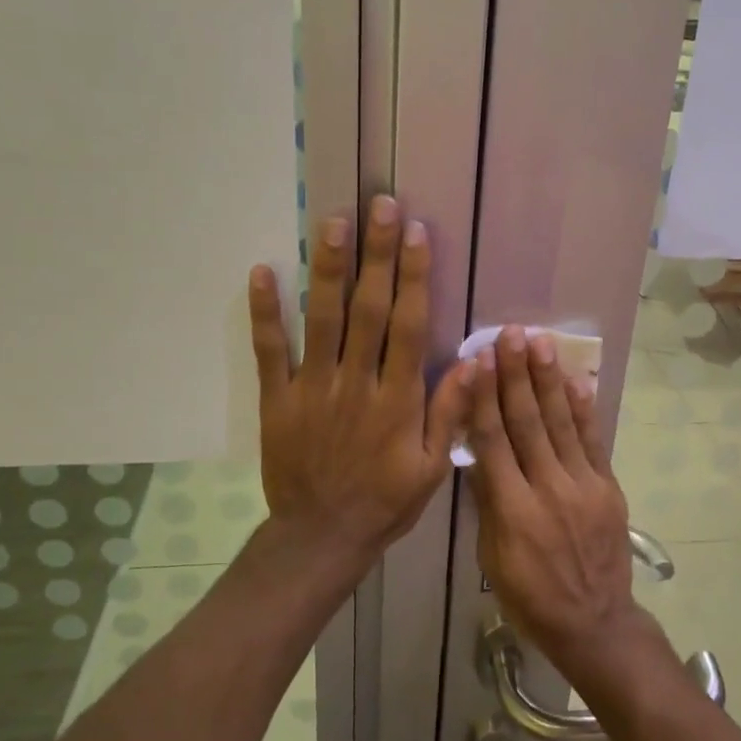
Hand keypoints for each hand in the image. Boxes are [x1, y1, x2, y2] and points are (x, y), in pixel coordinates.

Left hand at [248, 196, 472, 573]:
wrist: (321, 536)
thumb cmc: (385, 502)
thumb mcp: (432, 467)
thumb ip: (451, 411)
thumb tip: (477, 359)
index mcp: (398, 398)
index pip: (409, 325)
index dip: (414, 276)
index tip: (416, 233)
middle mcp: (356, 382)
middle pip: (368, 308)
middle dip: (376, 254)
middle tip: (379, 204)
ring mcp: (313, 387)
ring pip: (321, 319)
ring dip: (327, 268)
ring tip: (333, 221)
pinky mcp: (278, 399)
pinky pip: (270, 350)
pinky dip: (265, 312)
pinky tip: (263, 272)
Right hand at [468, 327, 654, 680]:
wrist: (595, 623)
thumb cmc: (531, 597)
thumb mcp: (492, 559)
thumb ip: (488, 504)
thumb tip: (477, 454)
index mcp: (513, 510)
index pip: (493, 441)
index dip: (484, 398)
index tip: (478, 361)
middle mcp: (548, 489)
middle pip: (528, 422)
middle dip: (516, 375)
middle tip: (509, 335)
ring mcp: (584, 486)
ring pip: (561, 423)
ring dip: (549, 380)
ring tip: (540, 343)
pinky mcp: (608, 488)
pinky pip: (594, 442)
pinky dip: (584, 410)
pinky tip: (576, 380)